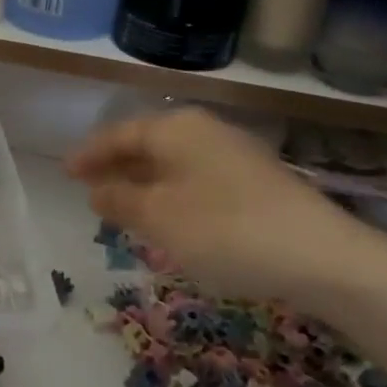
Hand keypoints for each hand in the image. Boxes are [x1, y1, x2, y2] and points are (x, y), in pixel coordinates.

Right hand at [66, 109, 386, 312]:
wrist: (321, 257)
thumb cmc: (224, 229)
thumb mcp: (159, 217)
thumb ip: (121, 200)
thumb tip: (96, 190)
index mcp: (176, 129)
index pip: (120, 134)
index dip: (90, 154)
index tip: (64, 171)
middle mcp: (205, 132)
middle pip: (147, 145)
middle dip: (116, 167)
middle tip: (88, 189)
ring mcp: (234, 156)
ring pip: (173, 165)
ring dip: (143, 183)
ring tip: (120, 207)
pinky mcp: (255, 184)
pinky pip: (196, 180)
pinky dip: (171, 195)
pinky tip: (167, 219)